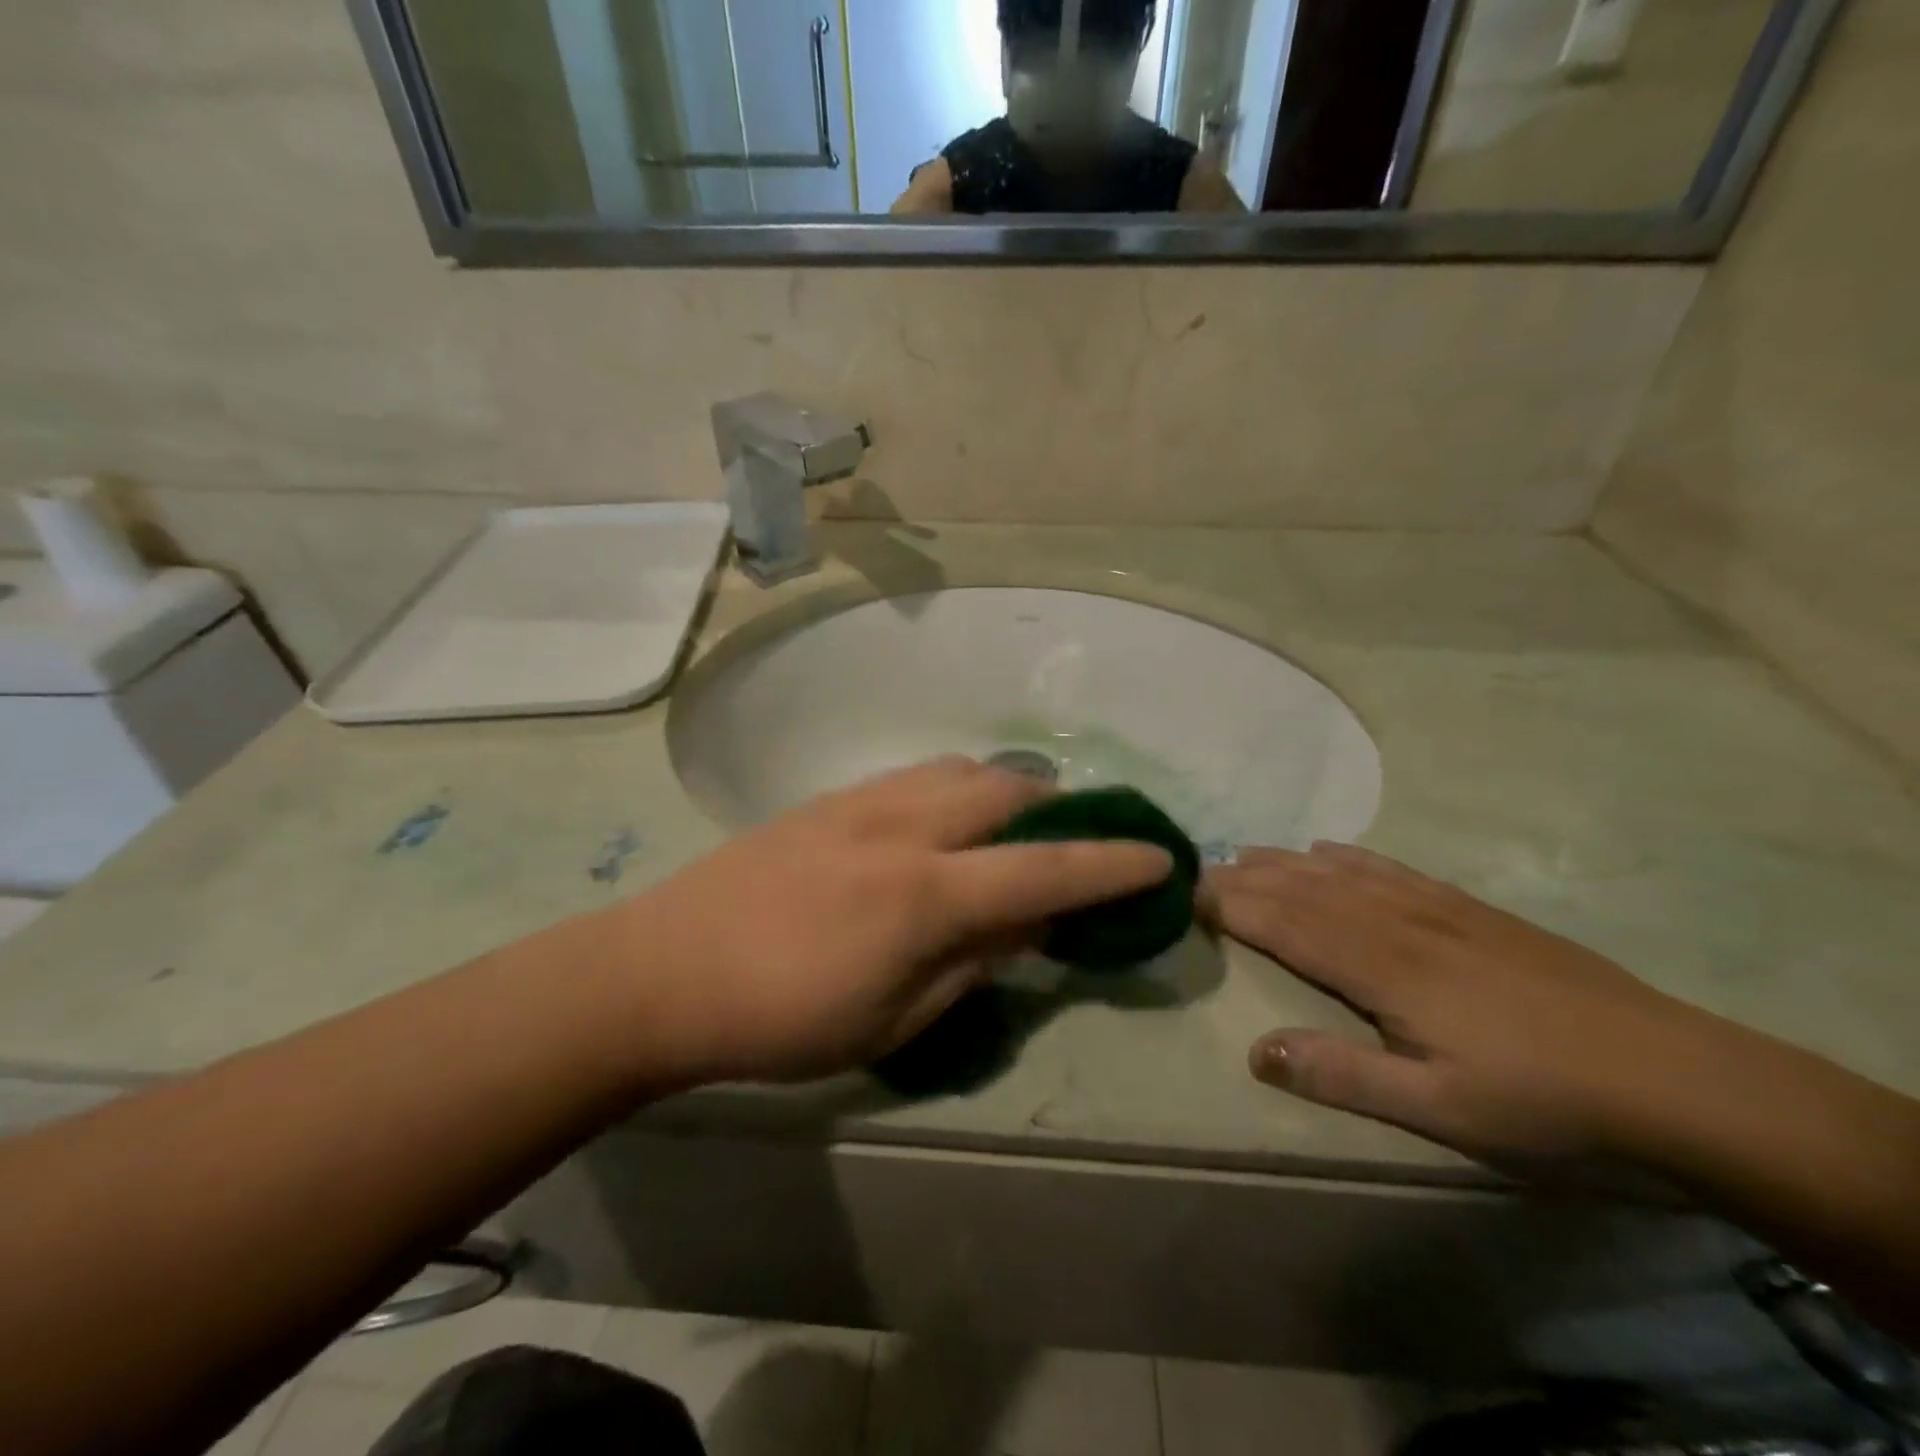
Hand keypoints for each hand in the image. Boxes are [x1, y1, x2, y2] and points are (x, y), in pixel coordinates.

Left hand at [604, 758, 1174, 1085]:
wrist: (663, 970)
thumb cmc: (780, 1020)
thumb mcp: (892, 1019)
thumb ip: (971, 962)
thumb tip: (1026, 922)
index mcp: (925, 895)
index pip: (1045, 869)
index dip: (1111, 864)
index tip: (1160, 857)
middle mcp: (904, 827)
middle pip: (1009, 792)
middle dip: (1060, 811)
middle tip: (1073, 845)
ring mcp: (863, 801)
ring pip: (963, 770)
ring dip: (1007, 792)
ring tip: (1013, 830)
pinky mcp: (830, 797)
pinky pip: (918, 774)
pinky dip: (956, 787)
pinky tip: (946, 821)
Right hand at [1210, 844, 1700, 1159]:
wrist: (1672, 1075)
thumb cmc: (1544, 1101)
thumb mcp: (1439, 1108)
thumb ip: (1342, 1075)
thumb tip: (1254, 1050)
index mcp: (1382, 967)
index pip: (1284, 923)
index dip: (1231, 906)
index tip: (1183, 895)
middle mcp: (1396, 922)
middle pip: (1302, 889)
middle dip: (1244, 877)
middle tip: (1195, 870)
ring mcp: (1434, 908)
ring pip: (1338, 872)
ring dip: (1283, 861)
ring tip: (1241, 854)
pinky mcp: (1467, 909)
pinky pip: (1388, 868)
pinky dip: (1344, 856)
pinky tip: (1327, 849)